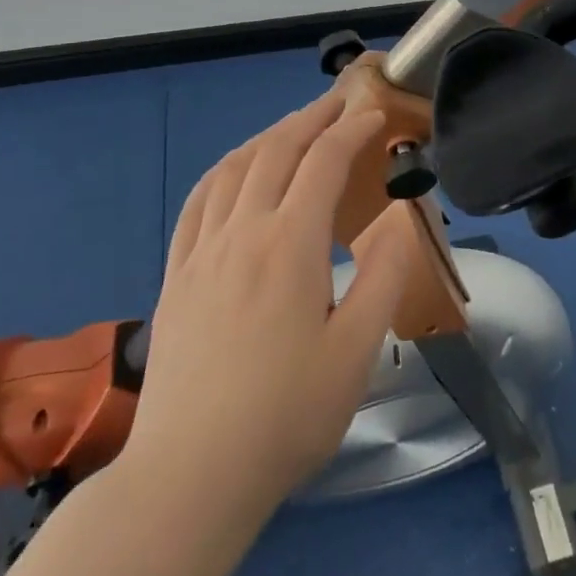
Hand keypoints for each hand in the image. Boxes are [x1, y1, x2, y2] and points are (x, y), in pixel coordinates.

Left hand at [121, 92, 409, 522]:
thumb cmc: (286, 416)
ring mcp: (201, 251)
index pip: (324, 161)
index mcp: (291, 245)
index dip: (352, 129)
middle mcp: (243, 232)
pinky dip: (225, 169)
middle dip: (312, 117)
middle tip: (340, 100)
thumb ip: (384, 277)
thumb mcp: (357, 352)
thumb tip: (399, 219)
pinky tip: (236, 170)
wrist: (190, 475)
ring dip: (270, 135)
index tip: (375, 112)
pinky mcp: (176, 275)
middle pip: (276, 150)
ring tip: (296, 126)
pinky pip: (199, 200)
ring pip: (234, 167)